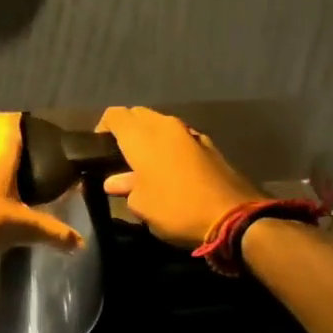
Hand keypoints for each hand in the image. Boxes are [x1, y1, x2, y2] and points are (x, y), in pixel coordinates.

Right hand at [97, 106, 266, 248]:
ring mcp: (190, 134)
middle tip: (119, 156)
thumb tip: (115, 181)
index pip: (115, 115)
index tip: (98, 149)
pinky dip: (170, 148)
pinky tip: (170, 172)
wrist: (234, 217)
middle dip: (127, 130)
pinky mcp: (209, 146)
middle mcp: (165, 126)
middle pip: (138, 115)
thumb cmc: (175, 208)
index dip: (103, 128)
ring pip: (161, 126)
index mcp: (142, 136)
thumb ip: (125, 187)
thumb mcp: (141, 205)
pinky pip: (180, 139)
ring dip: (150, 139)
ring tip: (143, 165)